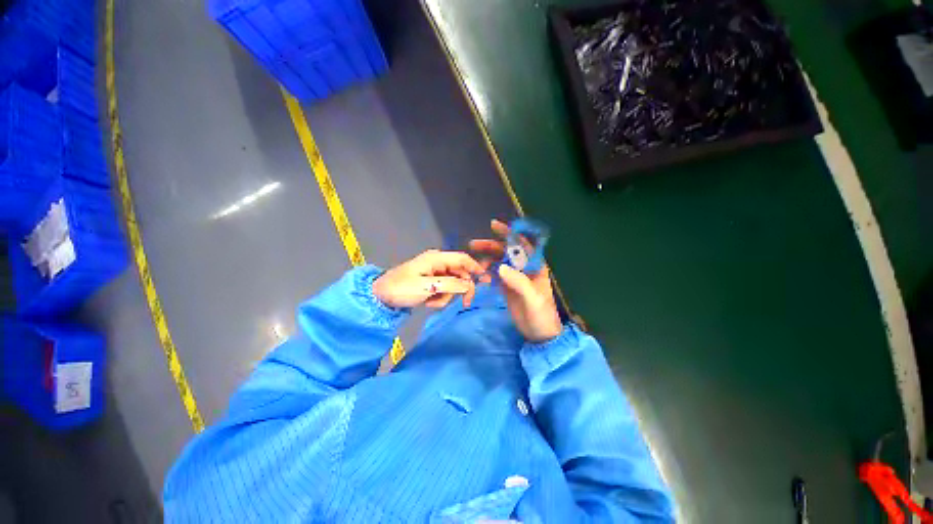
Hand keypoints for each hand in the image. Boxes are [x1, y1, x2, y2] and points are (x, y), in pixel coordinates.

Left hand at [373, 250, 488, 308]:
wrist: (380, 297)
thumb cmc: (402, 289)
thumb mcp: (427, 287)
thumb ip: (450, 285)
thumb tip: (469, 284)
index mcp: (436, 259)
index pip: (462, 259)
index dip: (476, 267)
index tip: (486, 279)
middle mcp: (437, 263)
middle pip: (460, 273)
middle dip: (461, 288)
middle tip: (465, 303)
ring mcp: (434, 273)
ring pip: (452, 284)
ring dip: (446, 296)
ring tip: (432, 302)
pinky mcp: (430, 282)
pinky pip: (443, 289)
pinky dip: (439, 298)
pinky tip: (428, 302)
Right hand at [470, 220, 562, 342]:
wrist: (540, 335)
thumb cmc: (541, 316)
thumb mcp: (533, 299)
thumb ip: (519, 282)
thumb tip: (500, 267)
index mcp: (535, 266)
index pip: (522, 244)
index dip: (509, 233)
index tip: (493, 225)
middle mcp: (524, 268)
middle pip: (506, 251)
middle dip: (491, 246)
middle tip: (473, 244)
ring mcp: (514, 277)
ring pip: (499, 261)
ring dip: (487, 259)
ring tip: (474, 264)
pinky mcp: (507, 287)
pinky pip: (495, 274)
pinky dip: (486, 272)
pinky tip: (479, 274)